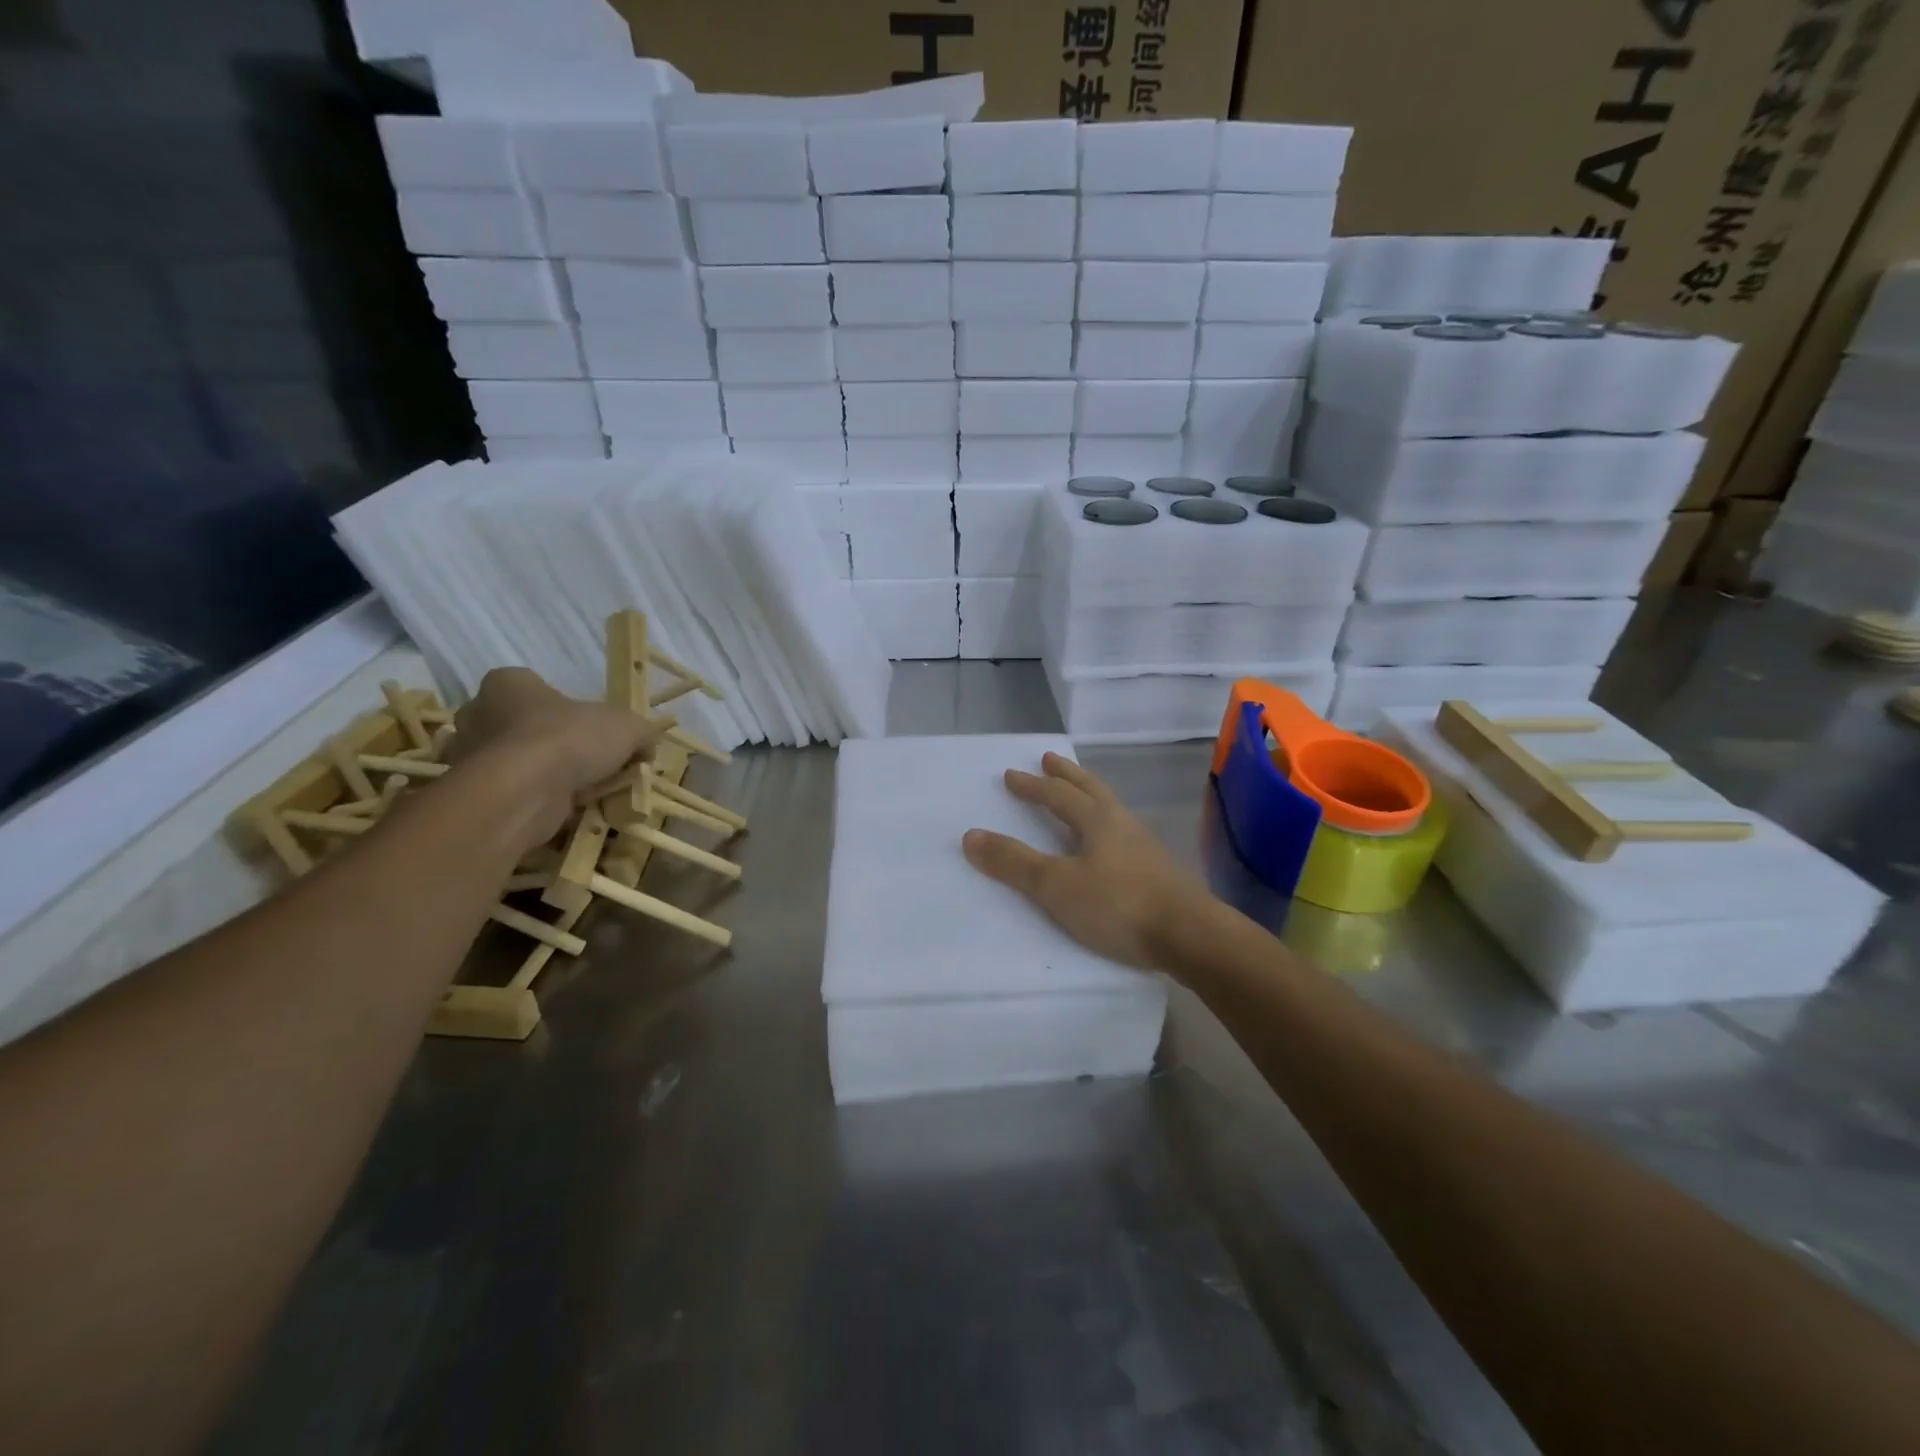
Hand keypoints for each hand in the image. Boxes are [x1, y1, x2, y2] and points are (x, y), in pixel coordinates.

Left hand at [447, 668, 671, 850]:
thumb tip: (645, 748)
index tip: (594, 731)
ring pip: (517, 763)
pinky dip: (533, 802)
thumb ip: (640, 732)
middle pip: (523, 727)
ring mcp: (467, 758)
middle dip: (553, 744)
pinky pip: (511, 794)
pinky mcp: (474, 794)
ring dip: (544, 776)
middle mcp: (478, 715)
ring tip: (581, 792)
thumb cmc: (569, 739)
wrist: (524, 793)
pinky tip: (563, 810)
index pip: (536, 688)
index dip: (568, 709)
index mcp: (508, 684)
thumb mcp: (628, 727)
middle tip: (590, 764)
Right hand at [962, 752, 1210, 970]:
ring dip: (1090, 794)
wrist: (1190, 935)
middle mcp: (1122, 823)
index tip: (1012, 775)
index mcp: (1097, 820)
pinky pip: (1123, 832)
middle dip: (1067, 775)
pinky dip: (1106, 823)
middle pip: (1091, 789)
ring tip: (1079, 793)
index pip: (1057, 794)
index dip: (1032, 786)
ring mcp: (1144, 845)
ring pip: (1111, 808)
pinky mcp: (1158, 869)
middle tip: (1051, 759)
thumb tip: (970, 835)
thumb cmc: (1118, 905)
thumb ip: (1015, 862)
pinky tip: (1109, 842)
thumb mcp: (1056, 885)